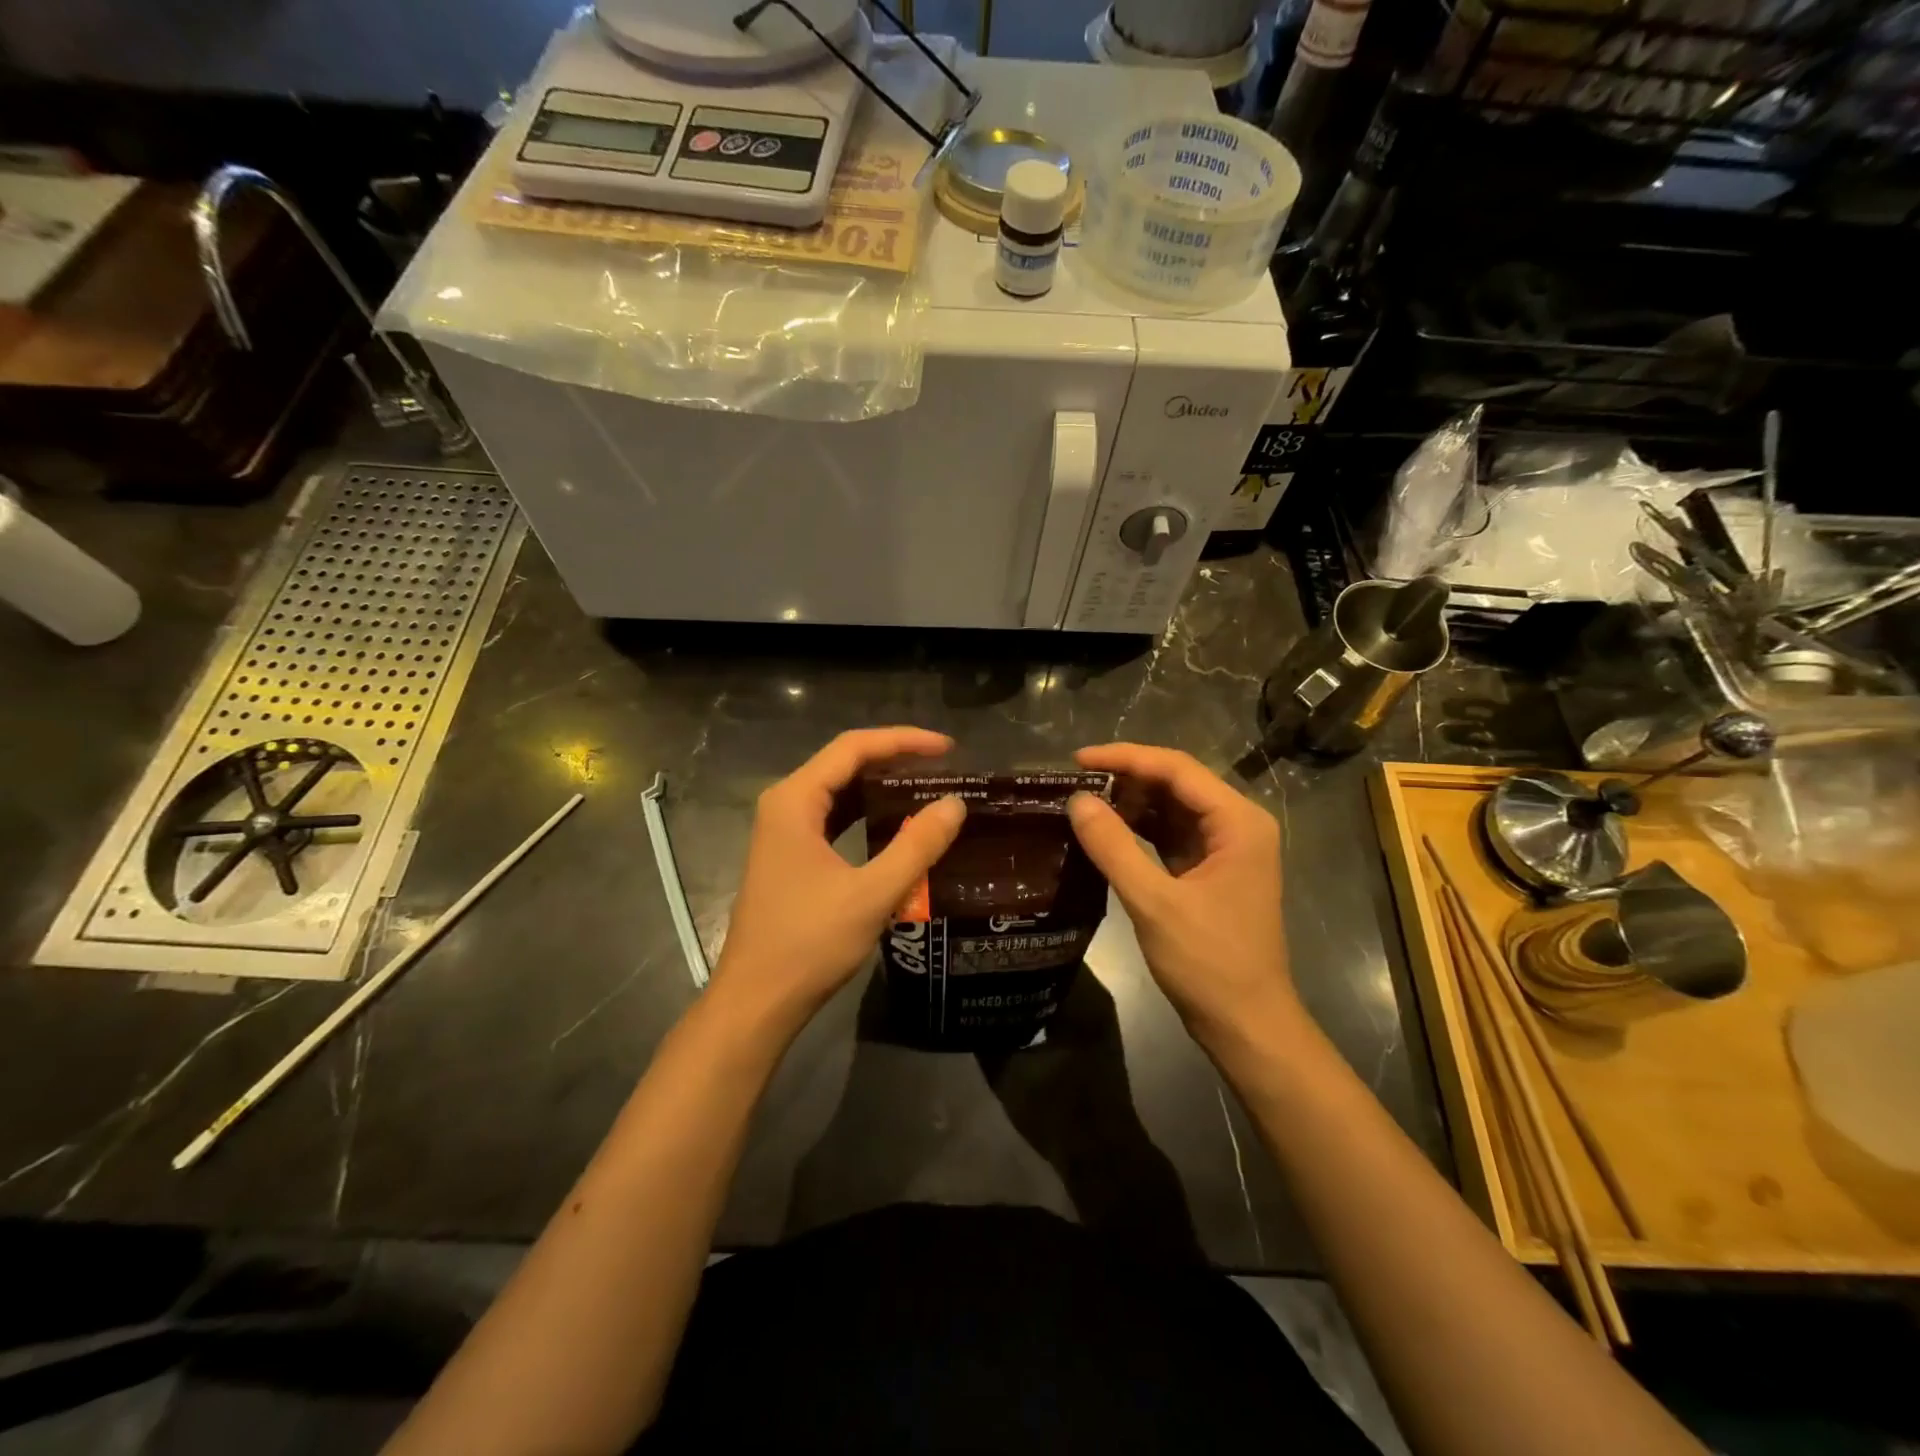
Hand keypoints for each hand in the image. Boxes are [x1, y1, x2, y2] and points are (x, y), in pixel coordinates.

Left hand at [707, 727, 966, 1045]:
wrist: (756, 1002)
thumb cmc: (809, 944)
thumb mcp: (872, 894)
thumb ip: (917, 846)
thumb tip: (955, 804)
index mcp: (795, 800)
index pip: (853, 748)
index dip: (903, 741)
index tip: (948, 748)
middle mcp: (784, 805)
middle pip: (844, 764)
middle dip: (894, 760)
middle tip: (944, 768)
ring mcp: (783, 832)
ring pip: (838, 792)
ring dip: (880, 787)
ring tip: (927, 789)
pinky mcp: (789, 856)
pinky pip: (833, 819)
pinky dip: (866, 815)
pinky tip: (895, 825)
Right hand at [1066, 744, 1301, 1058]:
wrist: (1247, 1025)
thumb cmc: (1209, 962)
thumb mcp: (1154, 902)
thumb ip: (1113, 847)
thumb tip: (1076, 800)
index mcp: (1238, 822)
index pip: (1177, 768)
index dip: (1125, 758)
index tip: (1077, 760)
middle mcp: (1237, 825)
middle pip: (1176, 783)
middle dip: (1126, 779)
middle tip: (1074, 782)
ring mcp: (1225, 849)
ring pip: (1172, 808)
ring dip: (1130, 803)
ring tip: (1083, 802)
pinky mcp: (1210, 871)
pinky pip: (1171, 835)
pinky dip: (1139, 830)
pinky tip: (1105, 831)